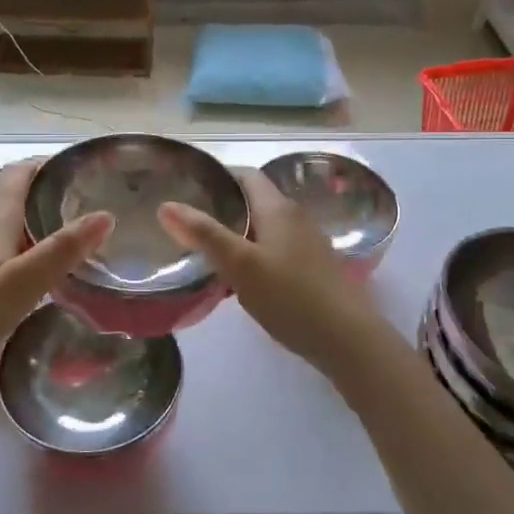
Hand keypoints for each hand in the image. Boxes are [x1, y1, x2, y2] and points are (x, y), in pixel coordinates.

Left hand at [0, 159, 112, 376]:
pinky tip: (0, 279)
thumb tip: (104, 214)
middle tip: (69, 220)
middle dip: (36, 204)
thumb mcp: (23, 284)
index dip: (44, 164)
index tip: (72, 168)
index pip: (19, 174)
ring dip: (15, 231)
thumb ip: (63, 250)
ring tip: (40, 253)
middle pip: (6, 201)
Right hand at [158, 168, 393, 375]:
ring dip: (237, 232)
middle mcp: (295, 217)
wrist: (347, 339)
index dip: (216, 176)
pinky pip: (276, 248)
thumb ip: (204, 234)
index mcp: (278, 208)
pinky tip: (239, 277)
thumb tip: (166, 205)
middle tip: (187, 221)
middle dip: (223, 206)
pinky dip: (253, 252)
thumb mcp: (240, 265)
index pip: (244, 175)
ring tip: (205, 249)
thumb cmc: (290, 296)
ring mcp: (308, 242)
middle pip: (254, 199)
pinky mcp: (313, 267)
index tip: (187, 187)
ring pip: (265, 226)